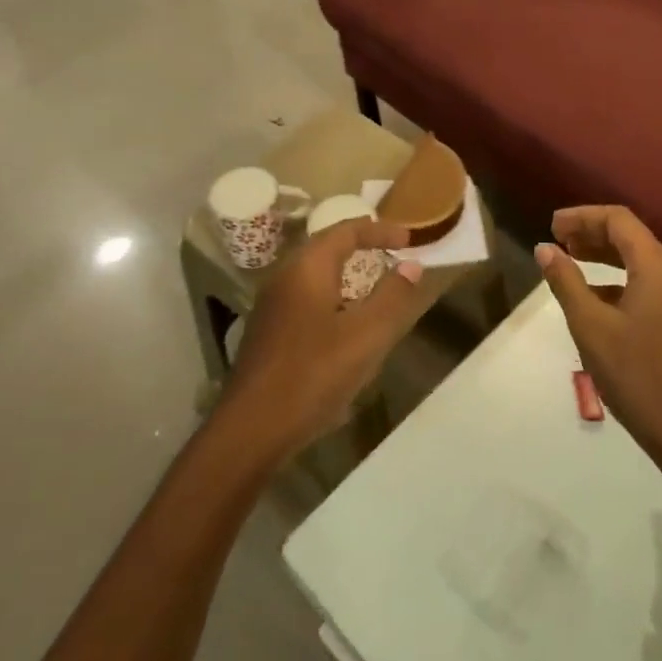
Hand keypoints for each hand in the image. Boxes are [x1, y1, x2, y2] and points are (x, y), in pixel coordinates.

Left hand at [219, 219, 425, 461]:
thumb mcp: (367, 336)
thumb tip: (410, 266)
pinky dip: (334, 299)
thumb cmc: (313, 374)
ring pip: (316, 276)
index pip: (346, 230)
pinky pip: (307, 300)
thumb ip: (393, 297)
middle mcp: (284, 278)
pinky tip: (347, 329)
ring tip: (376, 289)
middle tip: (393, 255)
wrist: (251, 430)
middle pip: (327, 248)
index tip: (409, 240)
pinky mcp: (269, 334)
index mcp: (307, 268)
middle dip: (362, 247)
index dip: (380, 230)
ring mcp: (272, 307)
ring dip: (348, 275)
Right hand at [535, 206, 661, 466]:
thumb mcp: (591, 325)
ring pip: (639, 261)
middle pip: (631, 236)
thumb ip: (566, 281)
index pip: (619, 220)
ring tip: (569, 260)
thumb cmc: (636, 373)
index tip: (551, 226)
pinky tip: (593, 298)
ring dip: (604, 255)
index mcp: (658, 266)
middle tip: (556, 240)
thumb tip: (545, 249)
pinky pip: (647, 284)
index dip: (582, 216)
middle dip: (592, 233)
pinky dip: (617, 280)